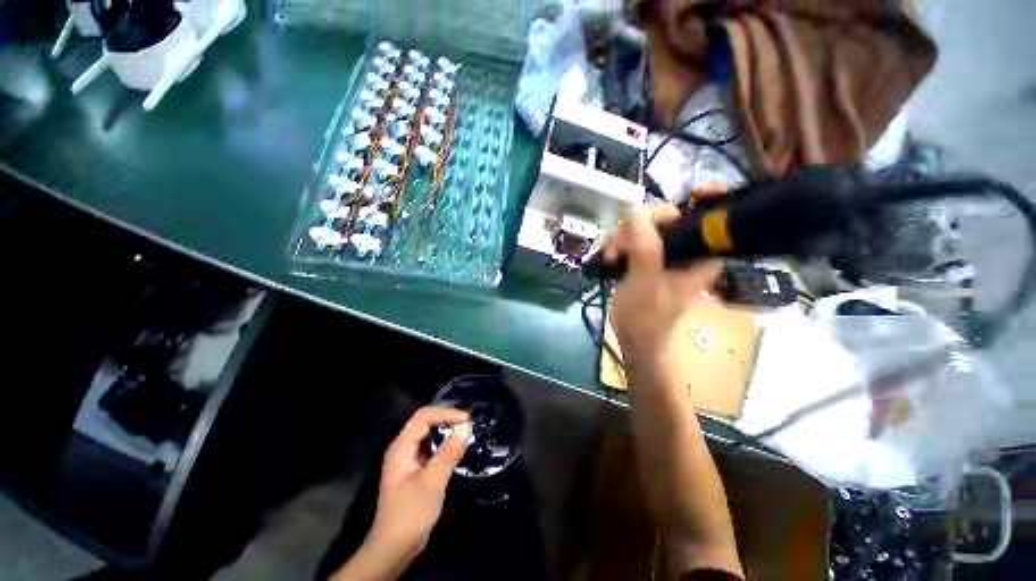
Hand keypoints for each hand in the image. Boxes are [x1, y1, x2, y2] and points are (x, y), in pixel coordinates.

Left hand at [368, 407, 469, 562]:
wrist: (394, 548)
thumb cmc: (411, 514)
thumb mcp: (432, 483)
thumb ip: (449, 453)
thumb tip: (466, 428)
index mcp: (401, 447)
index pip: (424, 417)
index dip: (446, 413)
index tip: (467, 419)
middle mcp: (402, 448)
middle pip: (425, 421)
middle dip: (446, 418)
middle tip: (468, 423)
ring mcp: (407, 458)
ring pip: (427, 433)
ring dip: (446, 429)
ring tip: (465, 431)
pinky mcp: (414, 468)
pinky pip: (430, 447)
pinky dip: (443, 443)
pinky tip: (455, 448)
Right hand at [603, 200, 723, 377]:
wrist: (633, 338)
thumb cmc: (647, 317)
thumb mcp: (646, 282)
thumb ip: (644, 247)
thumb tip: (635, 208)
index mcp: (703, 254)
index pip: (713, 215)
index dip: (706, 197)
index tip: (689, 194)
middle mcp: (687, 248)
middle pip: (670, 214)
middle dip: (642, 224)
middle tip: (622, 243)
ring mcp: (664, 251)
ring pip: (645, 224)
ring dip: (624, 235)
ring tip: (611, 255)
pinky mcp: (646, 256)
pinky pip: (633, 236)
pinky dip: (619, 242)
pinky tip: (610, 256)